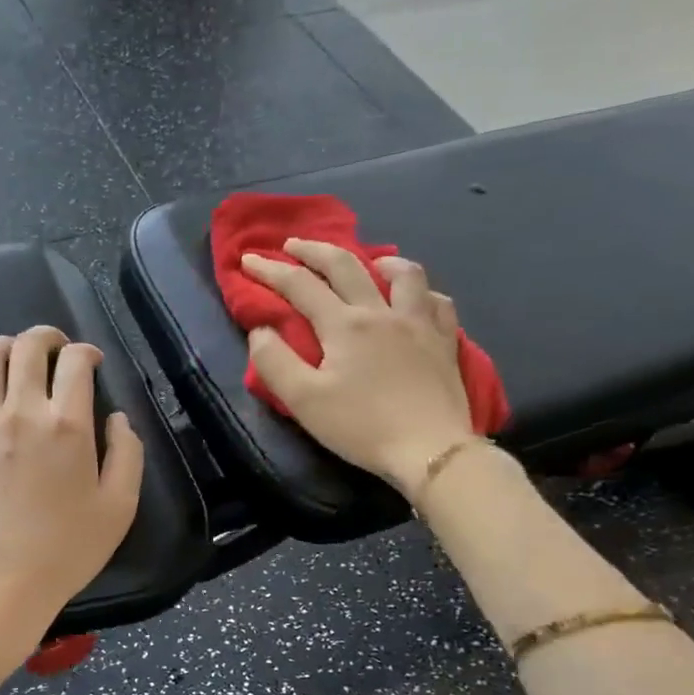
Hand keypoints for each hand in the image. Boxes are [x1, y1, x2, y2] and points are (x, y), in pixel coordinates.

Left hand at [0, 326, 144, 682]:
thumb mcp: (119, 508)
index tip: (92, 363)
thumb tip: (117, 419)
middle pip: (28, 347)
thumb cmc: (65, 551)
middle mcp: (22, 412)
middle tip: (55, 350)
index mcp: (67, 425)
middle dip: (46, 337)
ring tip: (13, 357)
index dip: (87, 352)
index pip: (75, 362)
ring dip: (2, 346)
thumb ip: (127, 455)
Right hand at [242, 239, 474, 501]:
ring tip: (367, 261)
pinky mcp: (445, 342)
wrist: (430, 450)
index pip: (300, 286)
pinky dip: (420, 292)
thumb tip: (261, 331)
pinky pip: (437, 302)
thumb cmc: (361, 426)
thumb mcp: (304, 400)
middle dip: (314, 250)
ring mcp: (419, 323)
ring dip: (378, 260)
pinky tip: (414, 299)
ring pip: (403, 273)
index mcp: (344, 325)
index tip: (248, 259)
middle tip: (293, 244)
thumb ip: (274, 361)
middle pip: (346, 266)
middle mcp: (381, 312)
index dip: (270, 270)